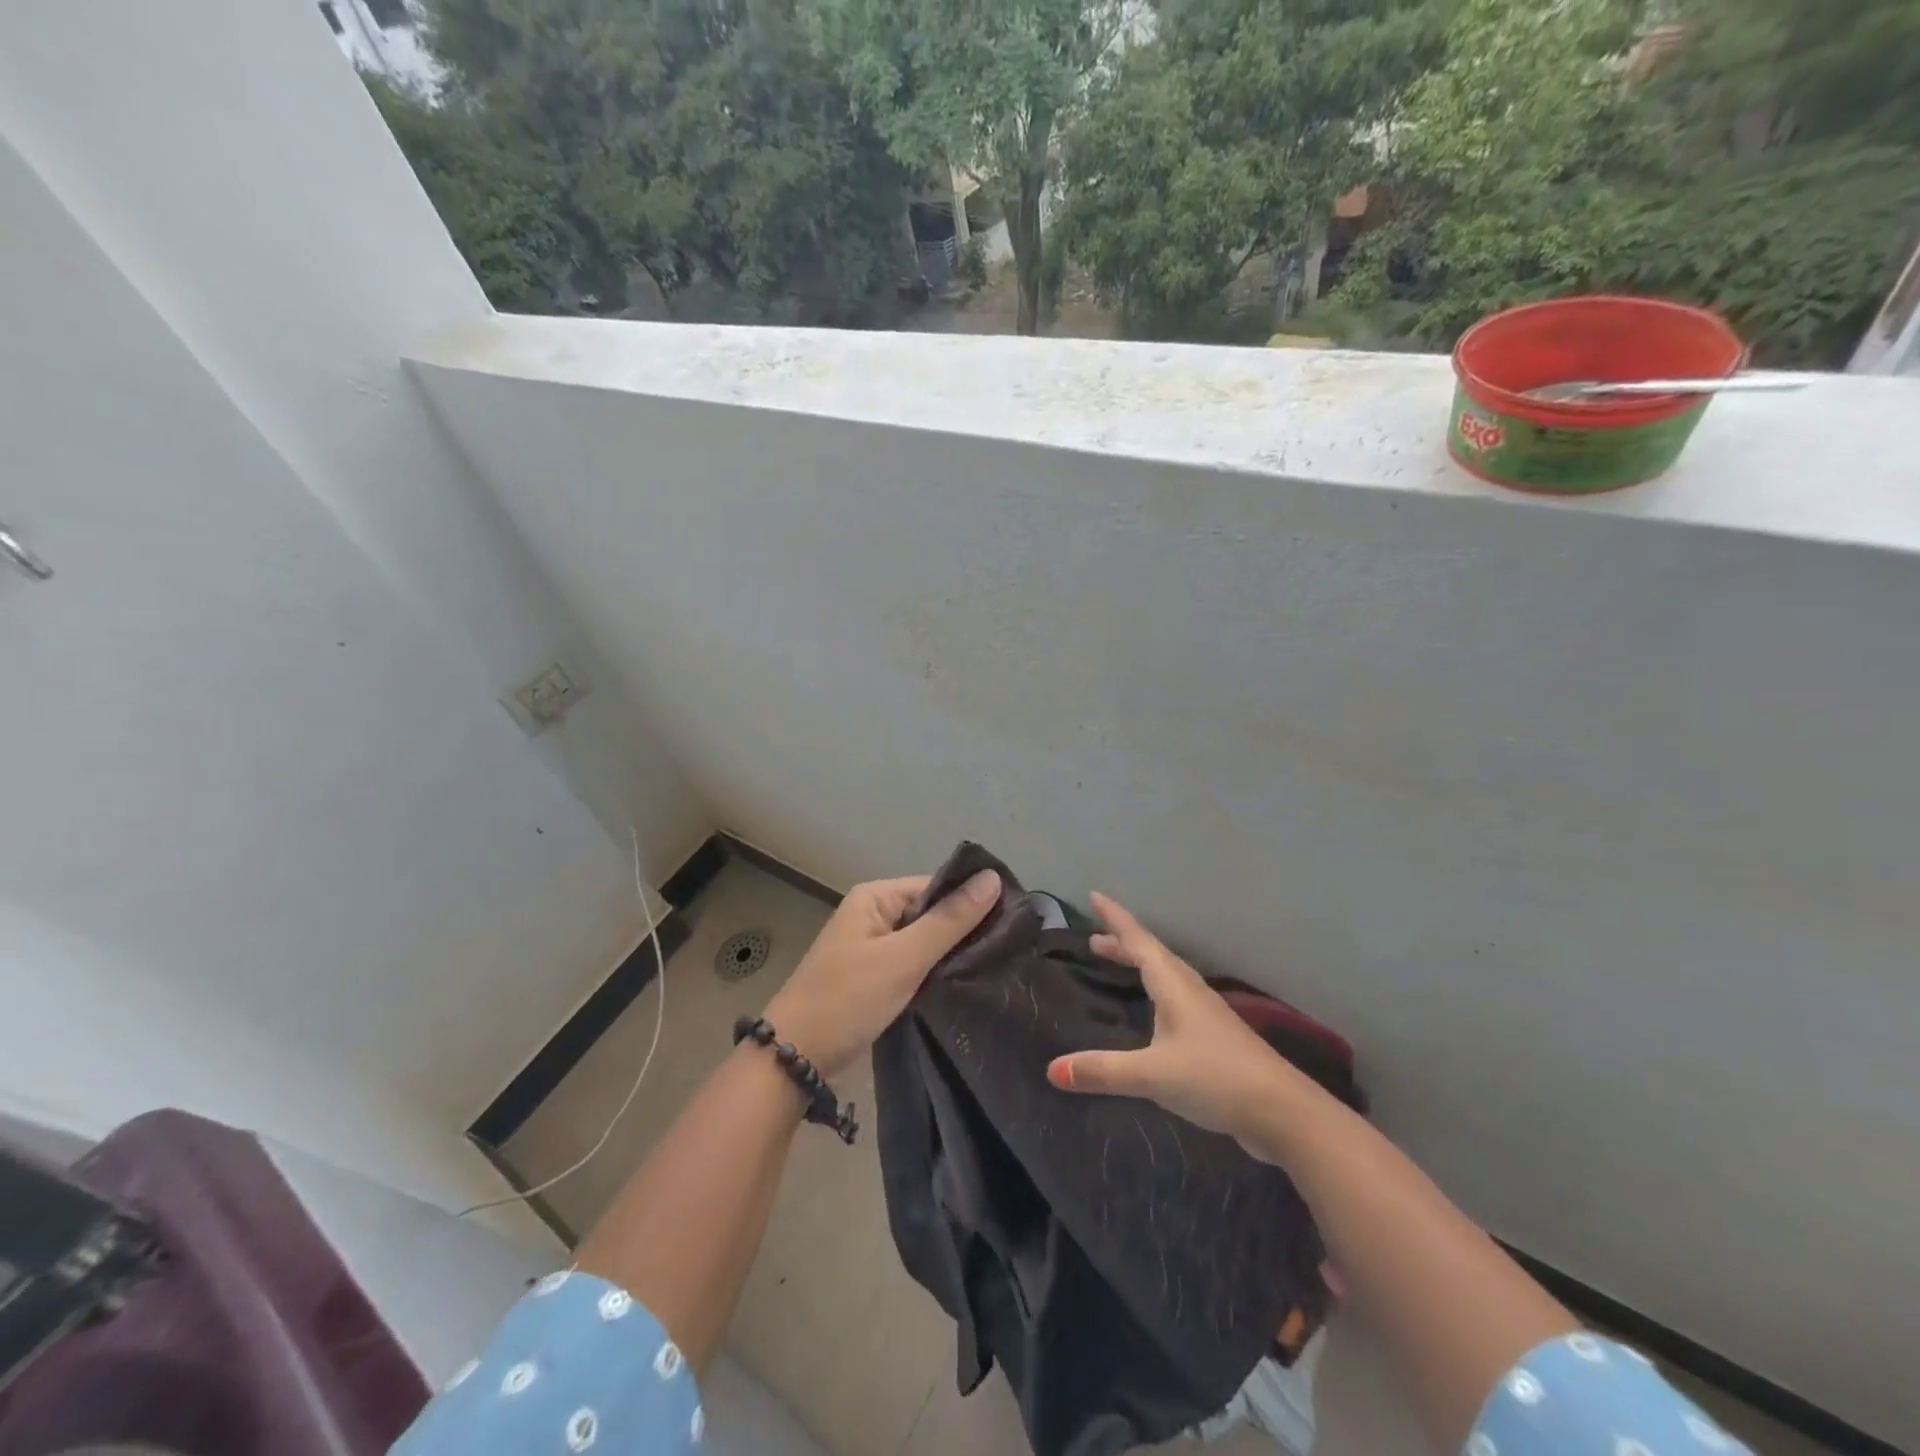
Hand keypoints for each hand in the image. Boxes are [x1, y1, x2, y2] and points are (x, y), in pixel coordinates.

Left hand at [763, 868, 1000, 1077]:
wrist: (795, 1058)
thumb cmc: (848, 999)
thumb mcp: (904, 958)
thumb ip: (950, 920)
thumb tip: (993, 878)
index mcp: (876, 897)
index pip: (936, 887)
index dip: (973, 900)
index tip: (1014, 920)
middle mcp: (874, 914)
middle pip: (932, 913)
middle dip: (965, 930)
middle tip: (1011, 948)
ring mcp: (873, 948)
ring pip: (925, 942)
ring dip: (952, 954)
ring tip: (998, 965)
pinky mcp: (875, 977)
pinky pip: (914, 965)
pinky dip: (935, 973)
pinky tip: (966, 983)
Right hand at [1047, 892, 1287, 1150]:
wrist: (1282, 1112)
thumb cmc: (1214, 1078)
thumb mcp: (1151, 1075)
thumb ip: (1102, 1071)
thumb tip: (1051, 1070)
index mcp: (1174, 986)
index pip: (1139, 942)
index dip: (1116, 920)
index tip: (1095, 896)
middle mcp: (1190, 991)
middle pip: (1153, 955)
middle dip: (1123, 944)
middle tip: (1094, 939)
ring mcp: (1207, 1014)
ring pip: (1167, 976)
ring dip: (1140, 965)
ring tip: (1118, 964)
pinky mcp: (1216, 1038)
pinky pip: (1177, 998)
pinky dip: (1156, 991)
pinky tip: (1155, 1012)